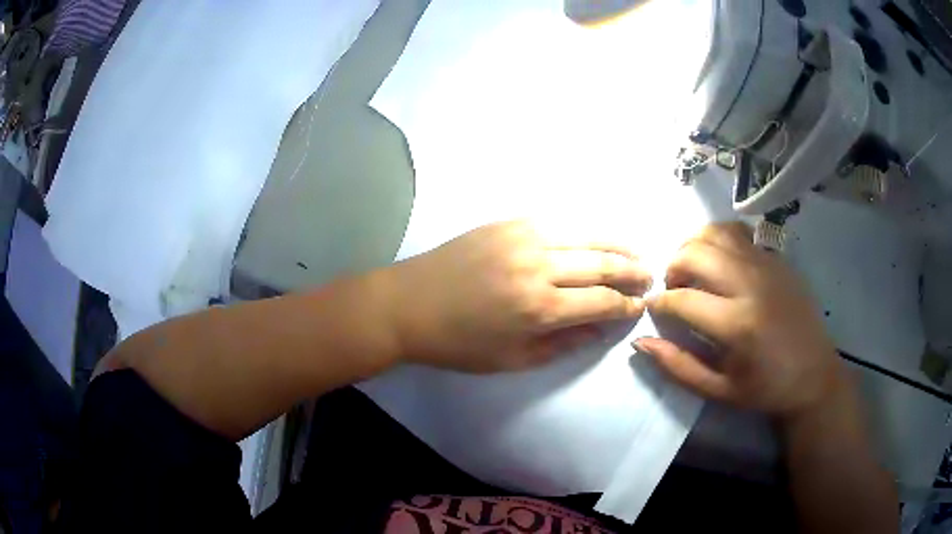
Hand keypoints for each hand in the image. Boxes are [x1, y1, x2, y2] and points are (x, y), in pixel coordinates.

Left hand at [387, 221, 652, 372]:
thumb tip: (601, 328)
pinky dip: (584, 231)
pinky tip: (595, 239)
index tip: (641, 306)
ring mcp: (523, 237)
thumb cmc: (458, 343)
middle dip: (632, 271)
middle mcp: (538, 266)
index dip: (627, 305)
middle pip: (602, 264)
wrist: (407, 304)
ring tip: (634, 254)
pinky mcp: (508, 222)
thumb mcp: (513, 359)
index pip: (602, 302)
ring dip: (616, 246)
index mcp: (539, 309)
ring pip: (586, 236)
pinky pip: (559, 223)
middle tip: (649, 276)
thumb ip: (564, 344)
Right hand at [634, 223, 845, 419]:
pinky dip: (719, 239)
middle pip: (696, 254)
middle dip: (672, 267)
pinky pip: (740, 234)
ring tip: (693, 269)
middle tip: (673, 287)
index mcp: (737, 325)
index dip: (659, 302)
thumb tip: (641, 342)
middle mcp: (751, 285)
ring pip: (716, 233)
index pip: (682, 299)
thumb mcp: (718, 390)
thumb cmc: (766, 389)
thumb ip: (678, 366)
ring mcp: (766, 266)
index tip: (654, 308)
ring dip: (693, 246)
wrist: (814, 375)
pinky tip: (719, 260)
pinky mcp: (777, 259)